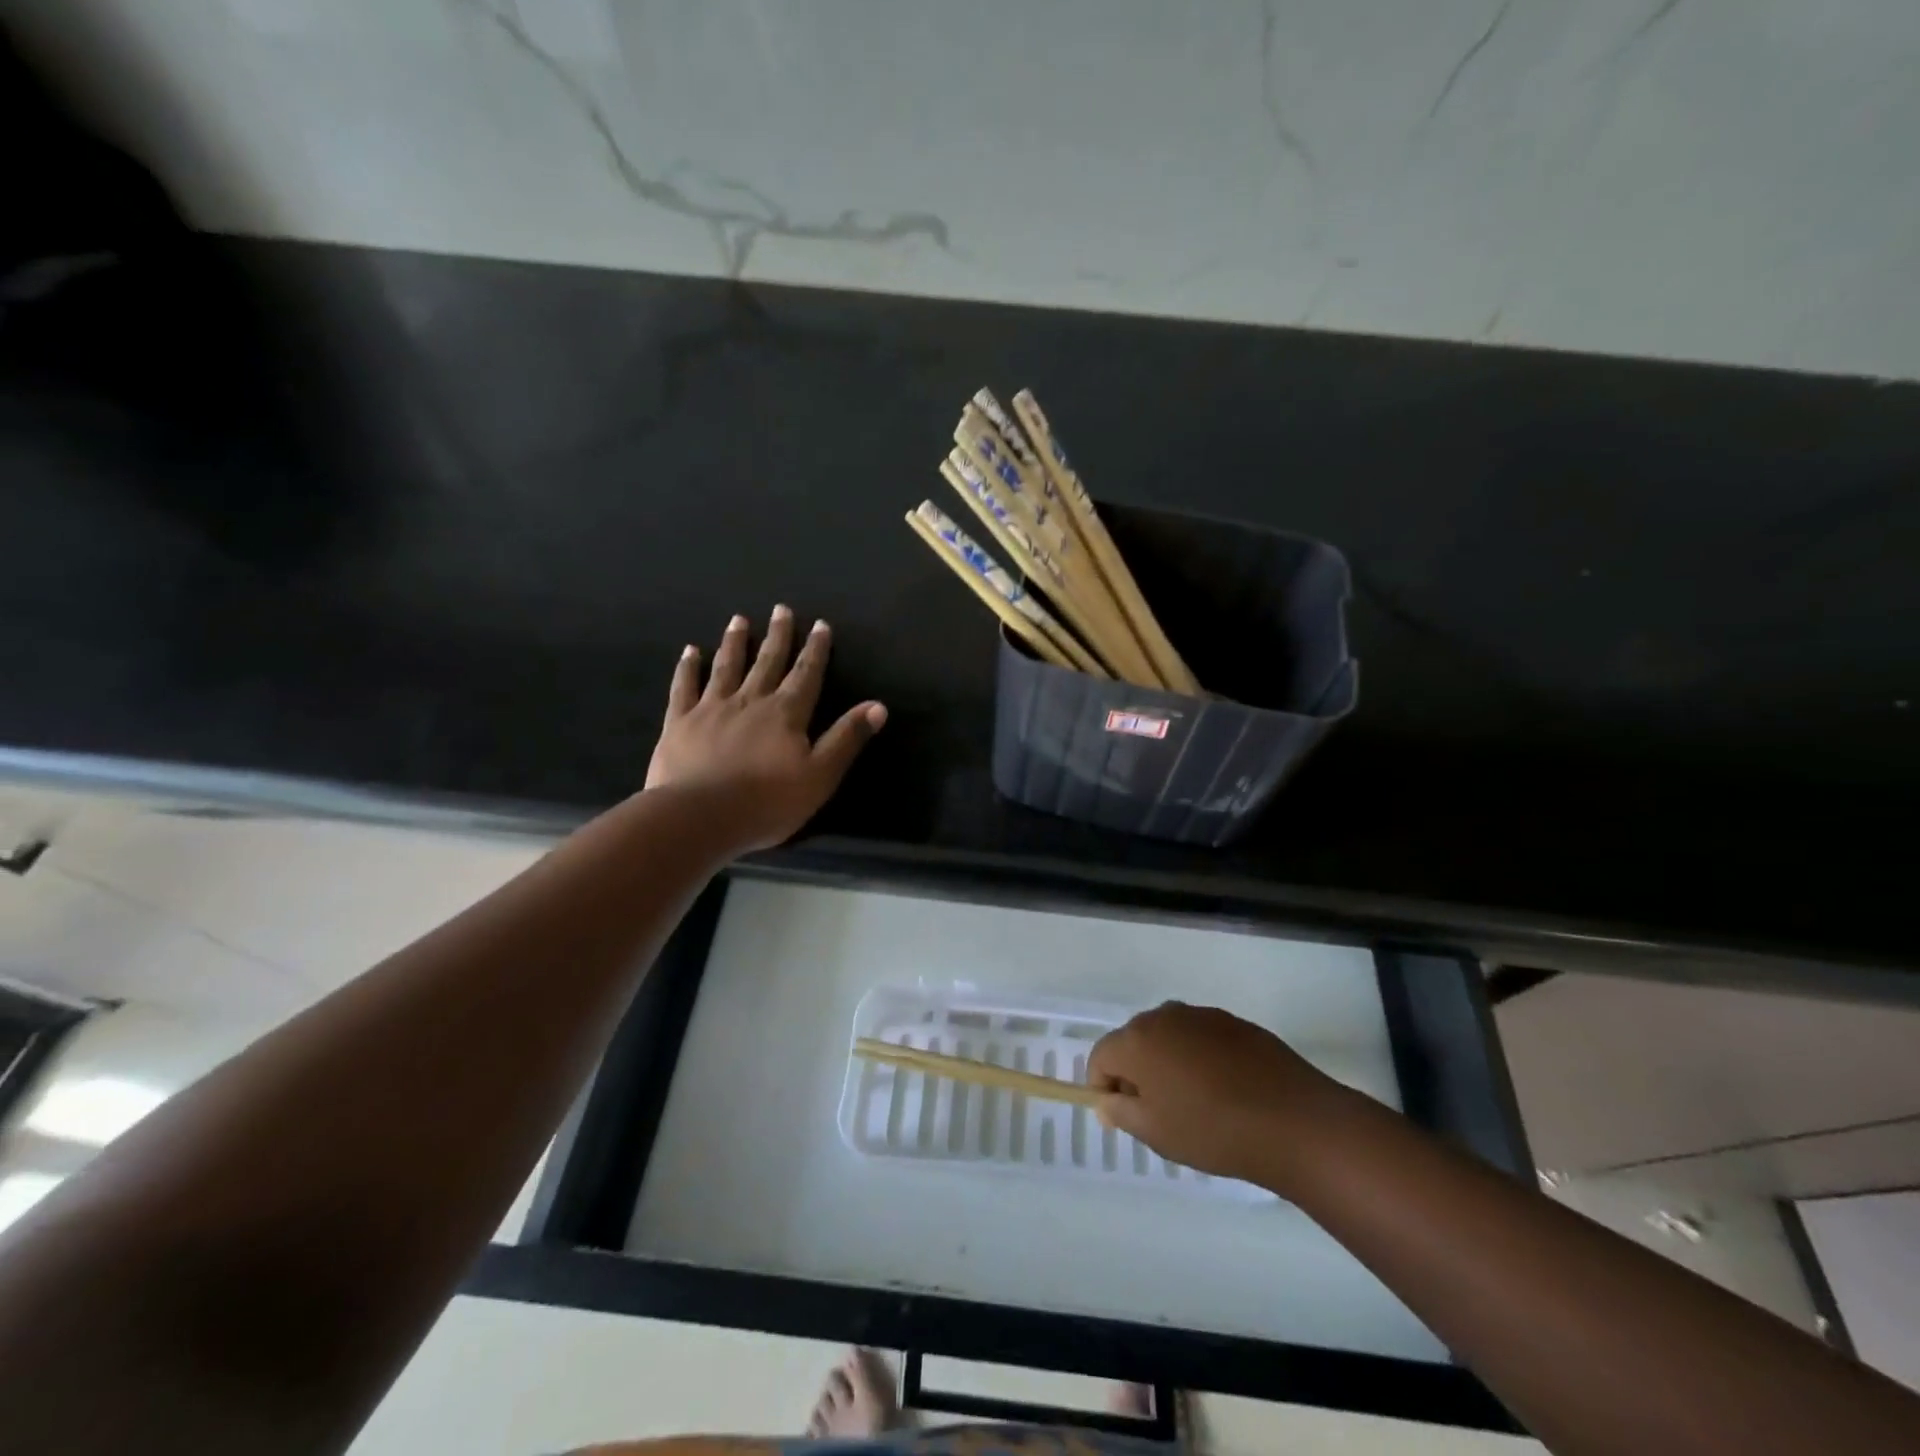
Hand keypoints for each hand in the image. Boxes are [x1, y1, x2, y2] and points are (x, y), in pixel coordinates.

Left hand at [646, 607, 885, 852]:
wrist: (700, 816)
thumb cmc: (768, 802)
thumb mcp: (820, 775)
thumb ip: (847, 738)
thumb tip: (878, 706)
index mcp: (786, 713)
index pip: (806, 674)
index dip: (815, 650)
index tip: (820, 625)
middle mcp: (751, 700)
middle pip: (768, 662)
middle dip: (778, 636)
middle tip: (781, 609)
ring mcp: (712, 708)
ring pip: (727, 667)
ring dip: (735, 643)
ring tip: (739, 620)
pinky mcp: (680, 722)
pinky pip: (685, 687)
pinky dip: (688, 668)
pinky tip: (690, 651)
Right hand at [1088, 1002, 1339, 1188]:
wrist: (1293, 1121)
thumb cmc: (1212, 1131)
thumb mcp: (1155, 1133)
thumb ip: (1120, 1112)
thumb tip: (1106, 1099)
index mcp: (1137, 1040)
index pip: (1101, 1056)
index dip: (1105, 1087)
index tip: (1126, 1117)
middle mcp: (1164, 1016)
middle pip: (1134, 1041)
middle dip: (1137, 1072)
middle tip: (1161, 1113)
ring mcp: (1202, 1015)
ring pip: (1169, 1037)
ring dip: (1170, 1063)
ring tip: (1196, 1102)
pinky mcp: (1235, 1022)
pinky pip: (1201, 1038)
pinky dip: (1201, 1058)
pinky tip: (1226, 1091)